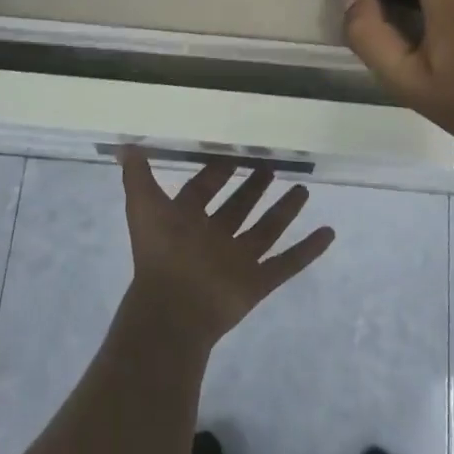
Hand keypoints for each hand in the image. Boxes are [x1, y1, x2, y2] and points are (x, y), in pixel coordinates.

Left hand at [119, 151, 334, 350]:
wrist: (173, 309)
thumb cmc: (160, 252)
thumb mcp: (144, 206)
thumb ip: (137, 175)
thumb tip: (124, 144)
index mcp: (187, 221)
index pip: (204, 190)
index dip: (217, 172)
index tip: (235, 152)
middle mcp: (214, 238)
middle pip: (238, 208)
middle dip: (253, 188)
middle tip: (271, 165)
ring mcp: (237, 261)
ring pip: (266, 231)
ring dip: (284, 211)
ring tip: (303, 189)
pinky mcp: (258, 283)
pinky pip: (288, 263)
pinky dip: (308, 250)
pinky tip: (328, 232)